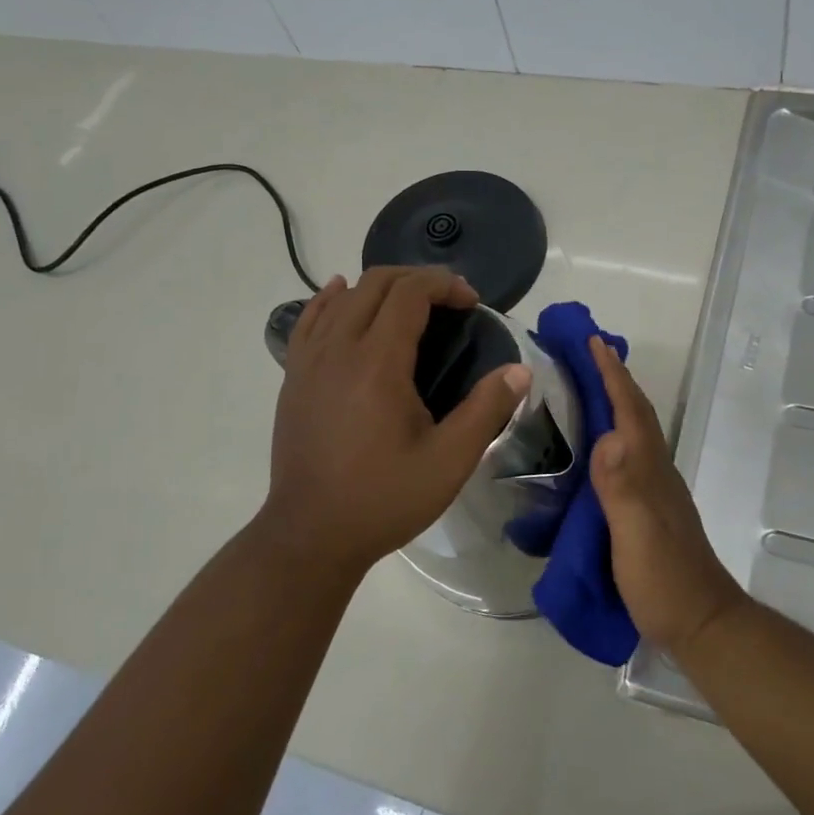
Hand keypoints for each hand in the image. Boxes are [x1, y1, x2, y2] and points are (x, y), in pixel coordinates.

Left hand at [259, 267, 531, 571]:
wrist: (310, 535)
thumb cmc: (384, 499)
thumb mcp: (449, 462)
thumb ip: (486, 410)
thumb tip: (520, 370)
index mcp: (377, 363)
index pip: (409, 293)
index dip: (444, 285)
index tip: (471, 303)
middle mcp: (338, 349)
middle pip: (376, 283)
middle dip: (418, 279)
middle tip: (449, 303)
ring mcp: (308, 361)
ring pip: (343, 296)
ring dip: (380, 287)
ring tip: (409, 303)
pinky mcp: (293, 377)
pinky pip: (310, 319)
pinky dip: (331, 298)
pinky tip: (341, 293)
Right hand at [587, 337, 749, 662]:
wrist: (700, 623)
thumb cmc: (665, 580)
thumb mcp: (637, 536)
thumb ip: (623, 488)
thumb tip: (606, 435)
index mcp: (650, 471)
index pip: (631, 413)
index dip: (613, 377)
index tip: (594, 343)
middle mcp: (655, 472)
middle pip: (635, 415)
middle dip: (614, 380)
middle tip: (586, 352)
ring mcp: (654, 491)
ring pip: (633, 433)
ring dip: (614, 403)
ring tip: (586, 386)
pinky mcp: (647, 510)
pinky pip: (626, 457)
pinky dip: (612, 435)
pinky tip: (595, 445)